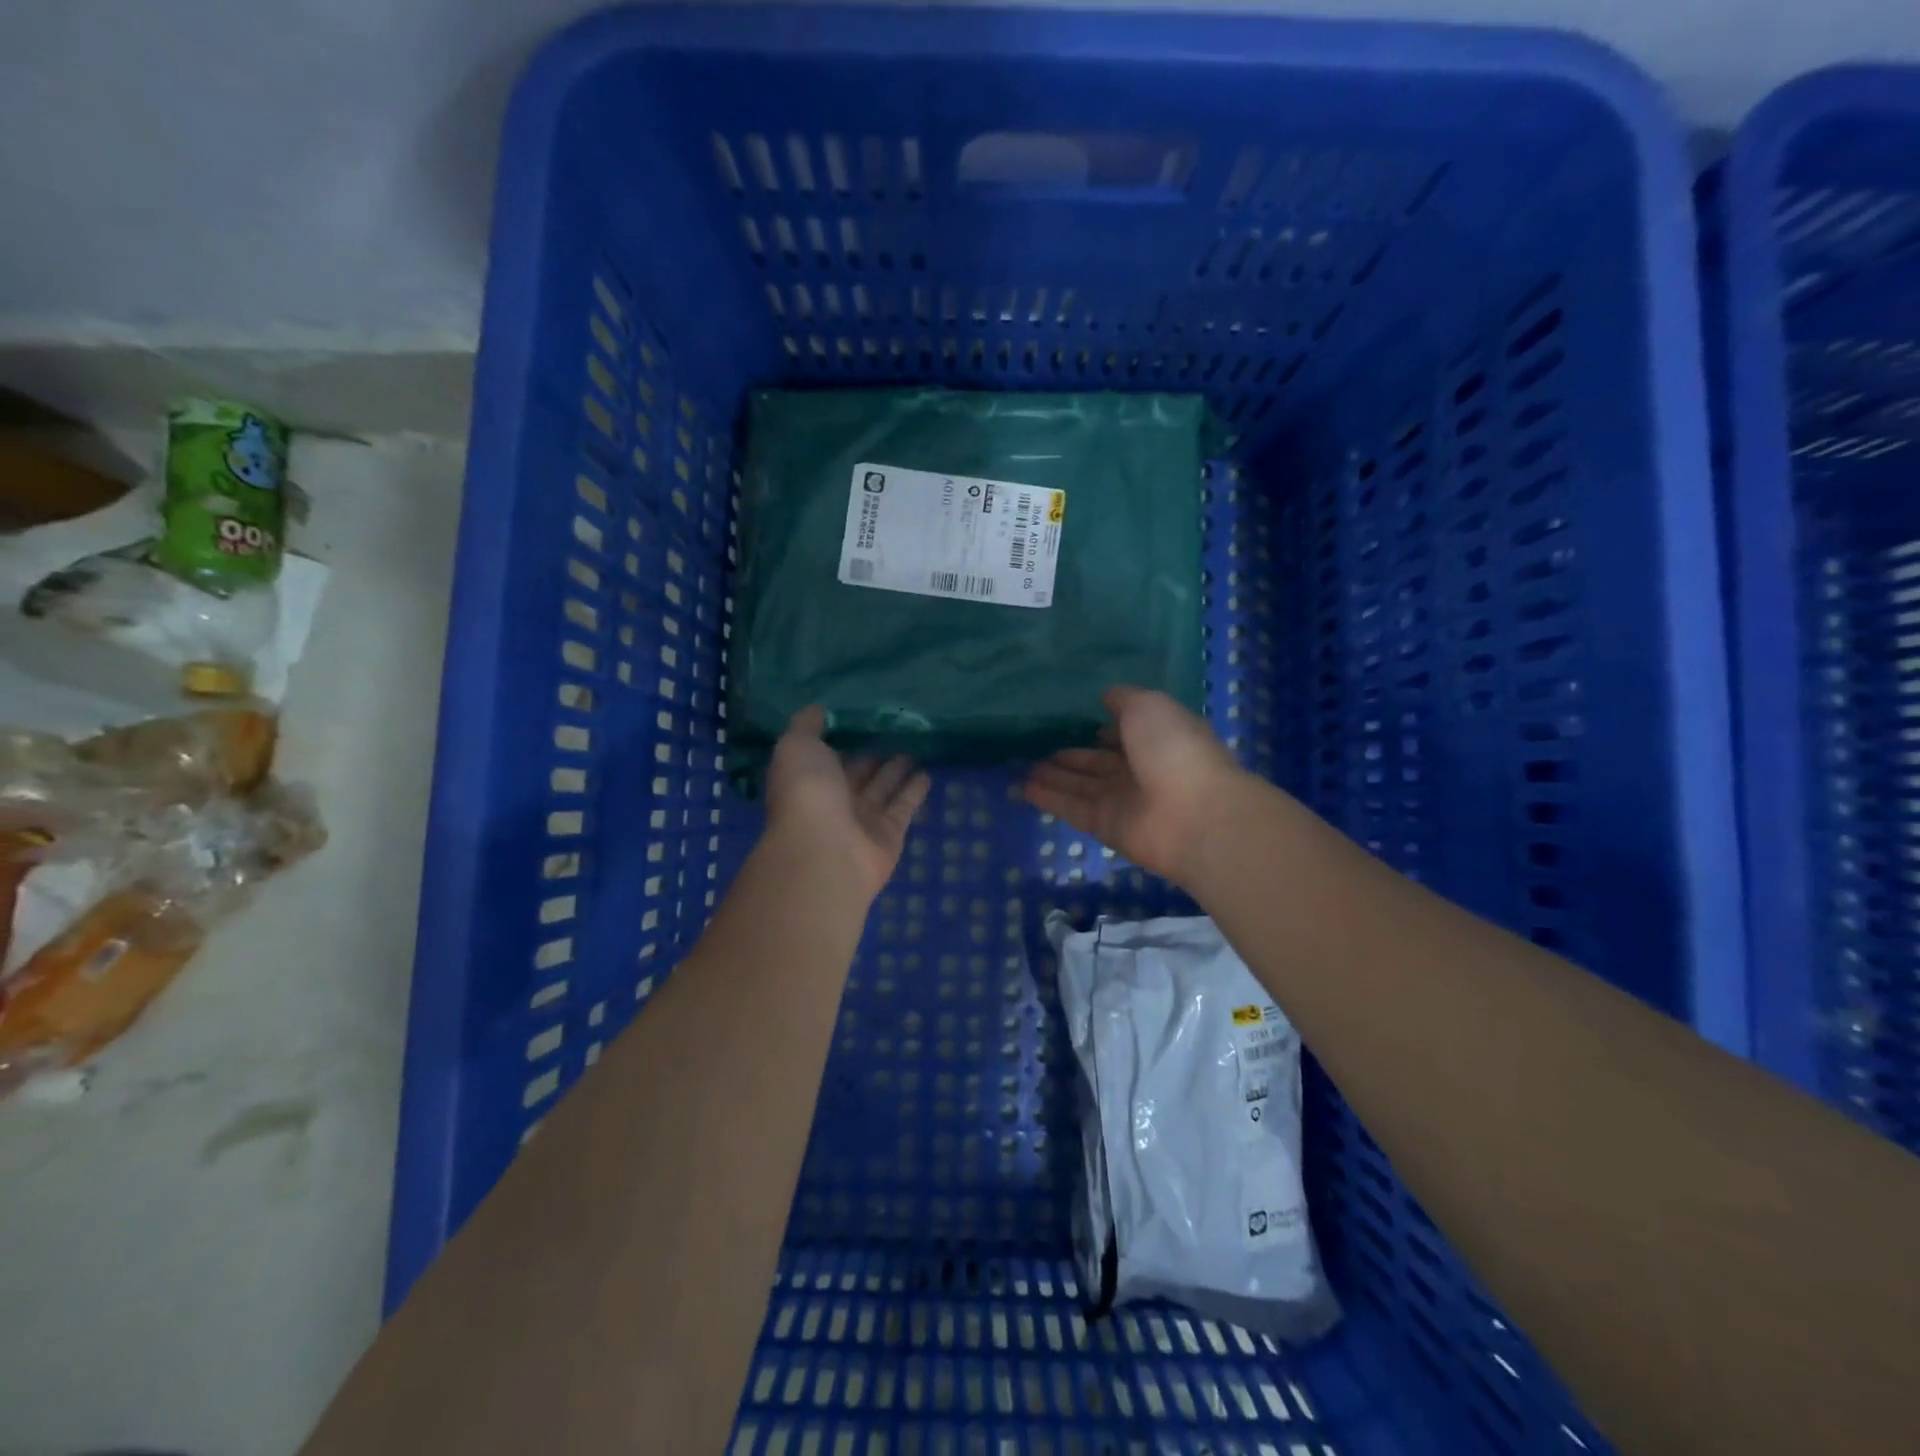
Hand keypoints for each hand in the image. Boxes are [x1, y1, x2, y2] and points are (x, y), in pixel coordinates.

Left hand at [765, 706, 930, 900]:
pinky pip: (903, 806)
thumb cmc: (806, 793)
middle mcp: (833, 799)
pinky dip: (914, 791)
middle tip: (895, 729)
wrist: (826, 852)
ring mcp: (861, 819)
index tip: (861, 714)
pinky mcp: (889, 834)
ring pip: (882, 787)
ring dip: (896, 769)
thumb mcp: (797, 746)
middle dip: (871, 752)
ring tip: (915, 747)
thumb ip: (806, 726)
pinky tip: (927, 773)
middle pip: (856, 771)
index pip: (825, 754)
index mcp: (807, 778)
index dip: (840, 736)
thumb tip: (817, 710)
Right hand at [1022, 686, 1244, 885]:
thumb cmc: (1174, 749)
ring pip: (1080, 784)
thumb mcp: (1148, 706)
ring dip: (1054, 775)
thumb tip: (1105, 697)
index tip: (1069, 720)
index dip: (1099, 727)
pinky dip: (1049, 798)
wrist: (1194, 815)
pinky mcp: (1105, 826)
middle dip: (1069, 753)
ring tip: (1021, 764)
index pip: (1122, 732)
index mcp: (1156, 738)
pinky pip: (1071, 808)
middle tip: (1034, 744)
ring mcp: (1122, 800)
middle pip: (1096, 761)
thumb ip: (1123, 700)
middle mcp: (1139, 769)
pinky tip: (1024, 787)